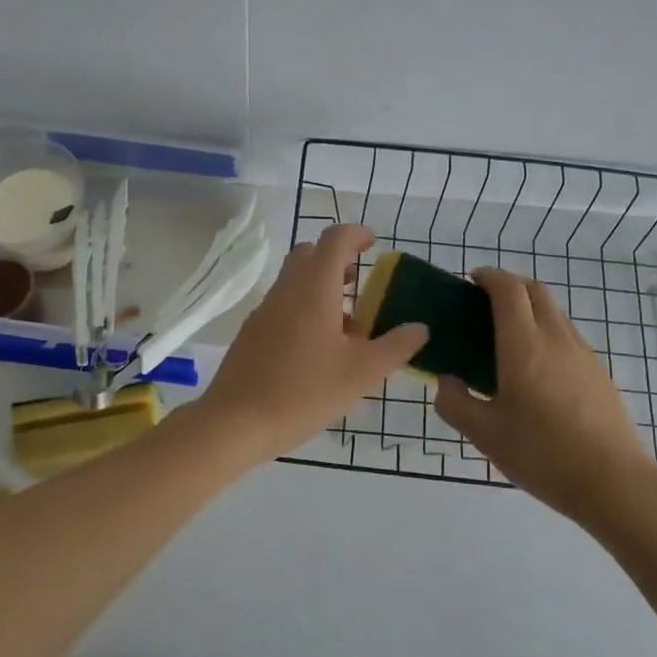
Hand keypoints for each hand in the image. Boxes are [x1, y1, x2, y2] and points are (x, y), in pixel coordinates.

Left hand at [198, 224, 426, 459]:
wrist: (236, 422)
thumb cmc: (304, 392)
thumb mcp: (362, 373)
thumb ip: (395, 347)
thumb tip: (420, 328)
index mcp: (314, 289)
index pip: (334, 239)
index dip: (356, 234)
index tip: (374, 244)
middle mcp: (286, 290)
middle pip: (310, 254)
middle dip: (337, 259)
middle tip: (360, 282)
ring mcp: (264, 310)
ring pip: (294, 280)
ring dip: (321, 287)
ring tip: (347, 323)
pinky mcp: (252, 332)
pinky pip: (283, 305)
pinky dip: (304, 308)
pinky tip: (318, 348)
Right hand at [433, 268, 653, 521]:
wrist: (613, 483)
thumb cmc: (542, 454)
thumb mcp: (484, 434)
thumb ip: (455, 403)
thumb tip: (446, 382)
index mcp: (523, 345)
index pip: (508, 289)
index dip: (488, 276)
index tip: (471, 280)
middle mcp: (555, 338)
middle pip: (535, 291)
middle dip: (510, 285)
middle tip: (485, 304)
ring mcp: (583, 354)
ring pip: (555, 313)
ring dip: (530, 309)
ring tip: (508, 338)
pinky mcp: (599, 373)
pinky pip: (568, 337)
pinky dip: (547, 334)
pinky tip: (537, 370)